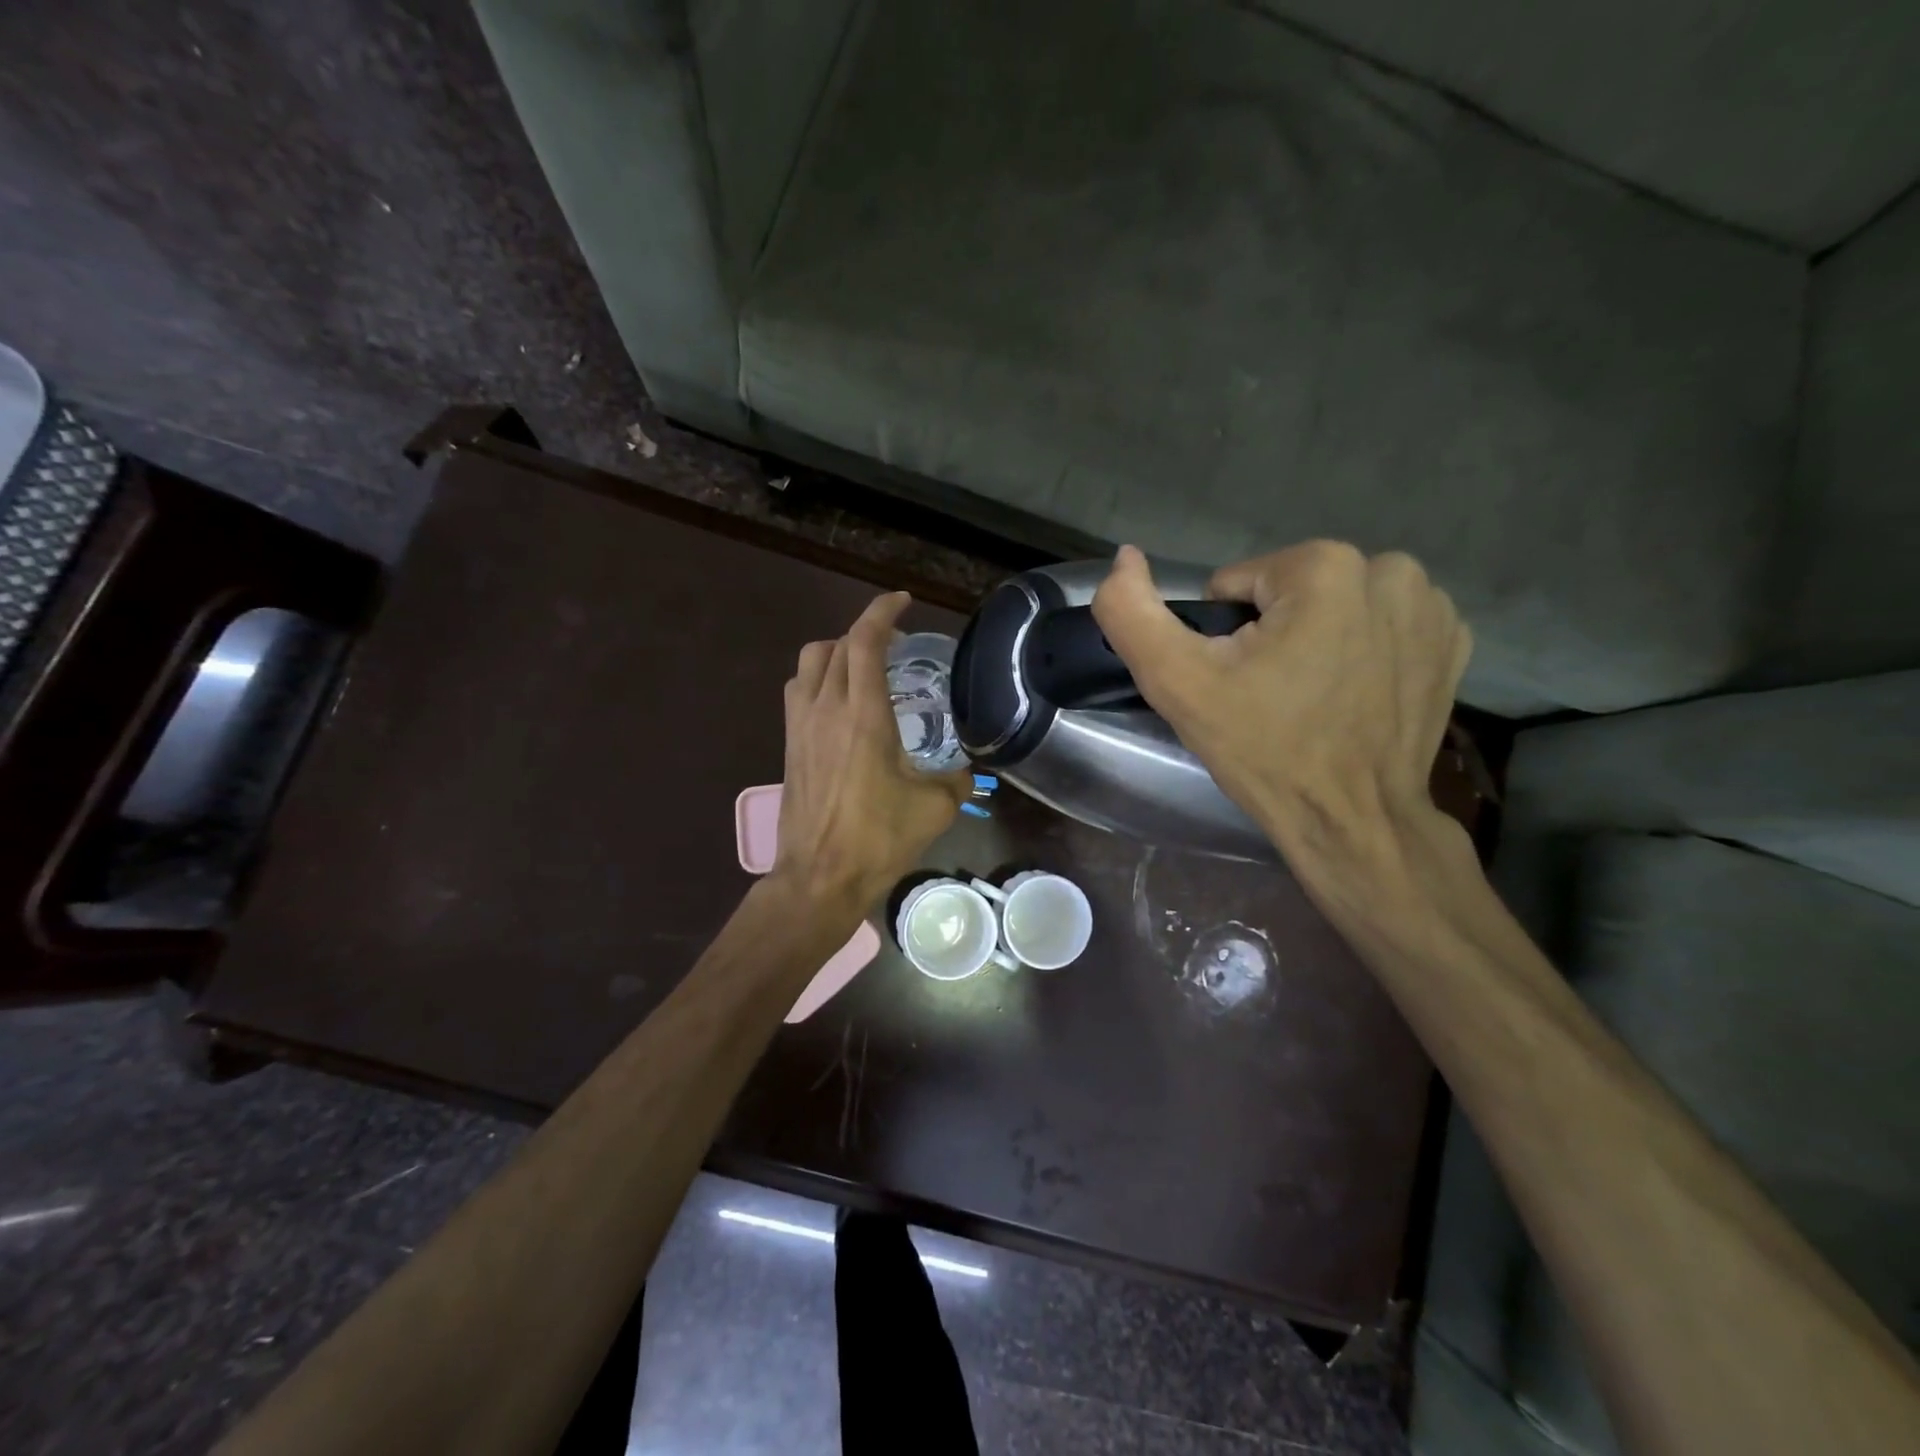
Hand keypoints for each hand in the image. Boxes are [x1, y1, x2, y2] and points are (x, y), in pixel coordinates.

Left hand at [773, 592, 971, 916]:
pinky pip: (799, 691)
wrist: (819, 876)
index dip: (883, 611)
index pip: (865, 641)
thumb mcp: (935, 808)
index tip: (903, 601)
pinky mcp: (789, 745)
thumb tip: (967, 771)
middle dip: (867, 633)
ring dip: (836, 651)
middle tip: (897, 645)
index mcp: (863, 714)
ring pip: (810, 662)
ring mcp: (801, 726)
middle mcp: (826, 708)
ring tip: (863, 667)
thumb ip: (957, 780)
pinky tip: (840, 703)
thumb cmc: (879, 839)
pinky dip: (819, 678)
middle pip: (837, 645)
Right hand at [1089, 543, 1470, 855]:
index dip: (1223, 637)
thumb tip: (1124, 558)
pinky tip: (1353, 697)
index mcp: (1323, 567)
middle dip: (1271, 634)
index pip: (1236, 585)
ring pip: (1335, 606)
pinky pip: (1381, 628)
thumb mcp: (1177, 682)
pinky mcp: (1452, 644)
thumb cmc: (1264, 749)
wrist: (1352, 822)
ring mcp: (1431, 608)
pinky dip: (1362, 653)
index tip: (1237, 683)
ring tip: (1310, 699)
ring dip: (1316, 639)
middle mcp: (1389, 570)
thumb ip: (1131, 613)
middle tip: (1268, 696)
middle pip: (1288, 592)